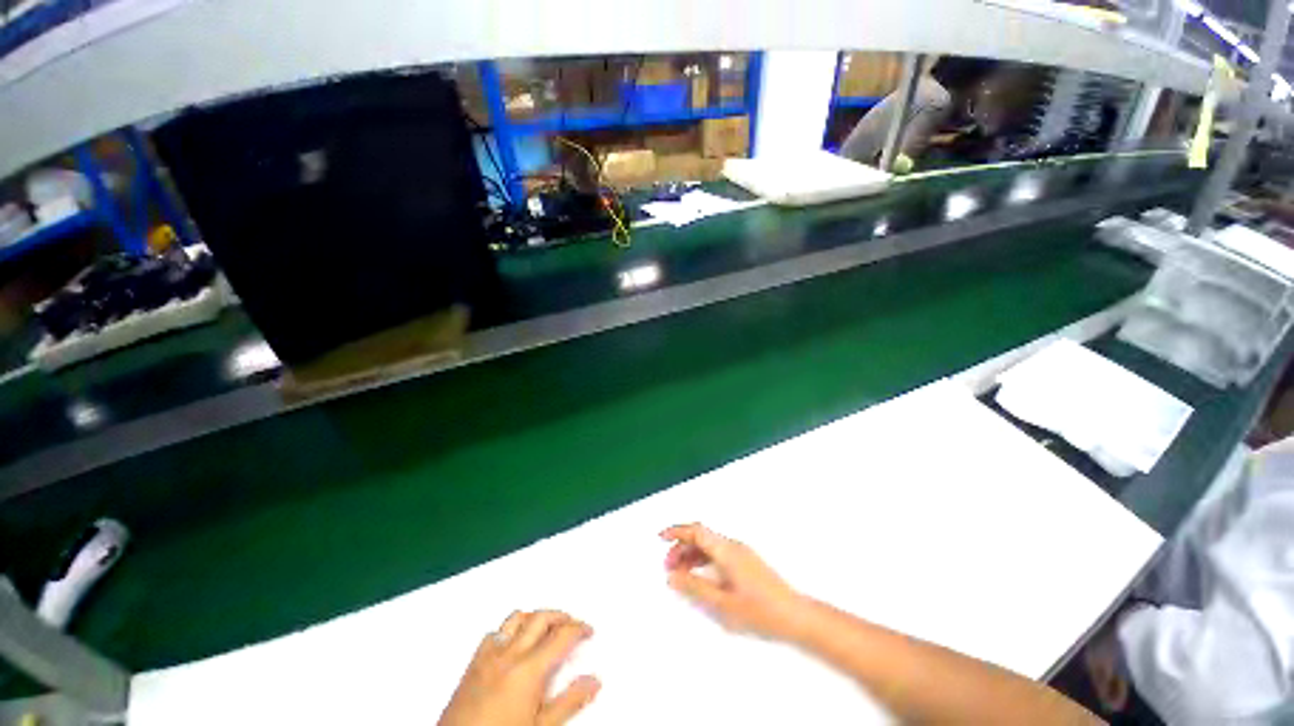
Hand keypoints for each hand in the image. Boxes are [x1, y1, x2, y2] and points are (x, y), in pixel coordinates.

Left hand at [438, 610, 599, 725]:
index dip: (579, 629)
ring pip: (516, 618)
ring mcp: (488, 657)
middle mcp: (509, 655)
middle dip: (560, 616)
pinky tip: (513, 641)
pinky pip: (494, 633)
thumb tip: (593, 682)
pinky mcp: (472, 664)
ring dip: (535, 617)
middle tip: (572, 624)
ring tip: (545, 626)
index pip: (561, 636)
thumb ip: (569, 702)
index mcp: (528, 669)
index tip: (588, 631)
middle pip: (540, 618)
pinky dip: (509, 629)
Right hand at [661, 523, 806, 639]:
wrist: (796, 616)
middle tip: (668, 566)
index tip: (660, 537)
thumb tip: (672, 576)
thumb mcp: (723, 603)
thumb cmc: (760, 610)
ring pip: (709, 545)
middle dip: (681, 546)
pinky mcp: (745, 562)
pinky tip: (699, 576)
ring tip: (680, 573)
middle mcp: (733, 546)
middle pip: (701, 536)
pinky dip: (704, 560)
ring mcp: (741, 553)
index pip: (697, 530)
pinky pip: (718, 553)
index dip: (677, 530)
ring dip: (692, 554)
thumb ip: (695, 588)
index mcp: (726, 550)